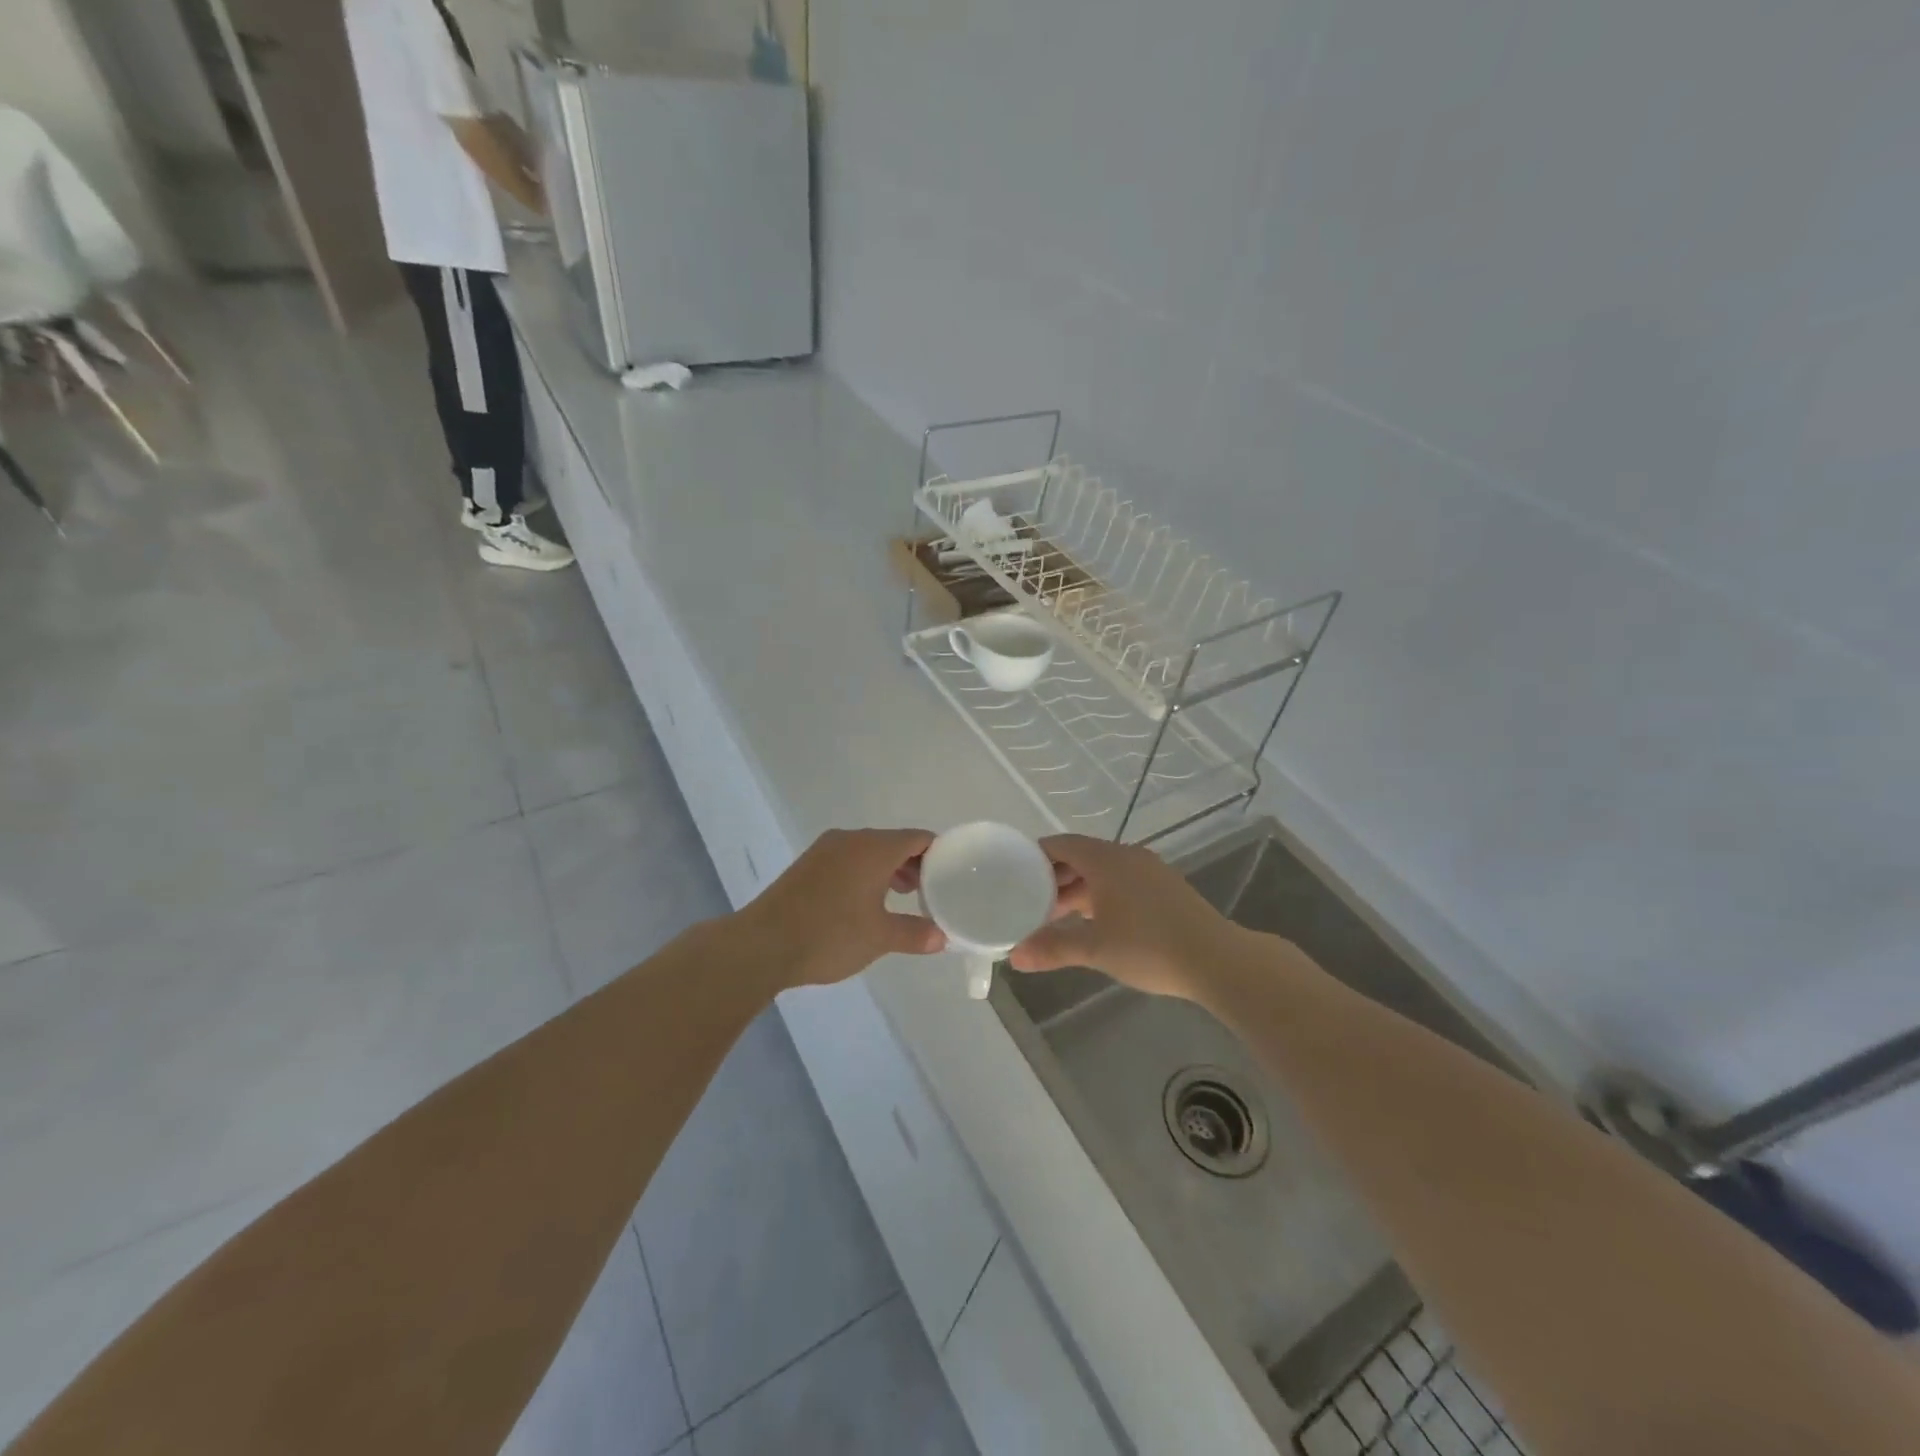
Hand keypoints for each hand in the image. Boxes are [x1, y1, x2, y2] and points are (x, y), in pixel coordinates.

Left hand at [737, 828, 945, 988]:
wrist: (763, 944)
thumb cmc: (830, 935)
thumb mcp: (880, 937)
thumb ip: (915, 934)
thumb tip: (941, 937)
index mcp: (874, 848)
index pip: (918, 838)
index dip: (939, 853)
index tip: (952, 874)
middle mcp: (851, 839)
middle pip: (893, 842)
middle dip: (914, 864)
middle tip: (928, 891)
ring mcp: (825, 850)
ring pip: (868, 850)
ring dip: (888, 869)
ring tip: (900, 897)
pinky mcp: (807, 865)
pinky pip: (847, 859)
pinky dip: (864, 873)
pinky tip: (864, 902)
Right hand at [1008, 834, 1234, 999]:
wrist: (1217, 960)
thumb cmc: (1150, 947)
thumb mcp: (1095, 948)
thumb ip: (1053, 948)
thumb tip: (1014, 957)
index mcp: (1106, 860)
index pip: (1061, 844)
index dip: (1035, 855)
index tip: (1013, 872)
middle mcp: (1127, 856)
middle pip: (1081, 856)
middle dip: (1054, 877)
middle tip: (1029, 900)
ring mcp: (1149, 870)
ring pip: (1102, 871)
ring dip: (1078, 889)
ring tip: (1056, 916)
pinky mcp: (1165, 888)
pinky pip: (1121, 881)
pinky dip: (1101, 894)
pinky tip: (1094, 922)